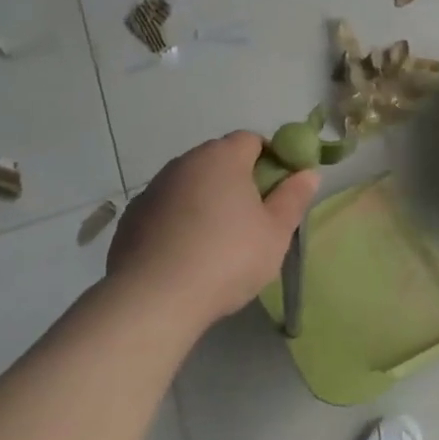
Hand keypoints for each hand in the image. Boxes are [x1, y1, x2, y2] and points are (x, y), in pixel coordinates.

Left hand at [105, 132, 320, 326]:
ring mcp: (152, 189)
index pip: (252, 140)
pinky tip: (185, 256)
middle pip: (219, 160)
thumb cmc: (227, 258)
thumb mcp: (276, 232)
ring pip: (190, 185)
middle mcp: (184, 163)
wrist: (153, 299)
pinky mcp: (131, 218)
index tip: (279, 191)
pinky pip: (166, 210)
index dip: (271, 160)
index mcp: (222, 157)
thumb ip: (294, 197)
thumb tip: (308, 173)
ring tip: (217, 242)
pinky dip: (178, 222)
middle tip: (253, 219)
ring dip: (206, 201)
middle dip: (238, 181)